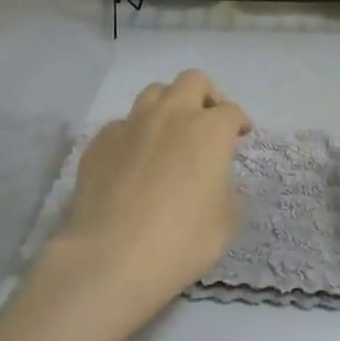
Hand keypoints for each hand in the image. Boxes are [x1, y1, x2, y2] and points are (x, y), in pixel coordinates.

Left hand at [30, 71, 249, 340]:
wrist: (111, 258)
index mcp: (209, 131)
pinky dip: (134, 135)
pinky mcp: (99, 143)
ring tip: (170, 135)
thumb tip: (214, 179)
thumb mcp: (227, 220)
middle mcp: (171, 116)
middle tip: (208, 124)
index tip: (240, 137)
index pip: (231, 111)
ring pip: (153, 93)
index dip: (239, 123)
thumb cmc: (182, 241)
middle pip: (192, 82)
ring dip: (168, 107)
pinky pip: (122, 125)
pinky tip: (133, 162)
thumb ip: (227, 188)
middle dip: (206, 97)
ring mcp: (130, 125)